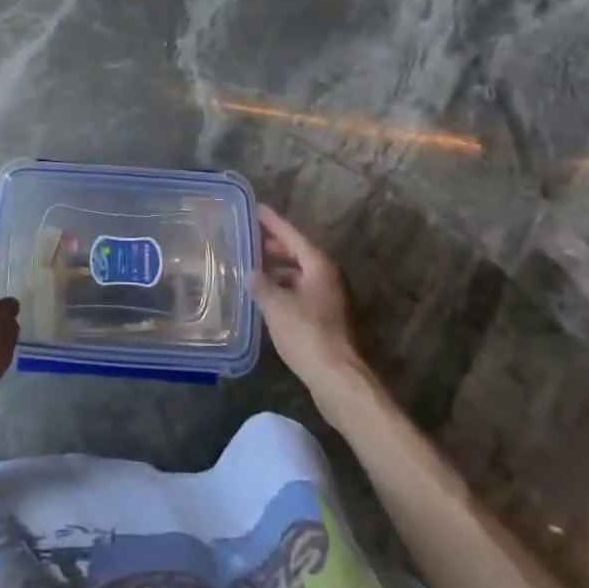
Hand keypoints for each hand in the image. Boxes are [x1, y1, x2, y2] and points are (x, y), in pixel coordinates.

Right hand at [249, 205, 364, 398]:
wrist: (338, 379)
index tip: (256, 208)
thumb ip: (260, 284)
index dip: (273, 222)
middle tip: (251, 238)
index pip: (293, 235)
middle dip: (275, 246)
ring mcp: (331, 299)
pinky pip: (302, 292)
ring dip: (279, 269)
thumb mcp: (275, 305)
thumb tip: (250, 273)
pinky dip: (285, 288)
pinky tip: (268, 297)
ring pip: (301, 274)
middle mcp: (329, 277)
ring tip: (254, 267)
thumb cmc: (306, 333)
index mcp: (319, 265)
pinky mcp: (328, 320)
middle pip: (299, 253)